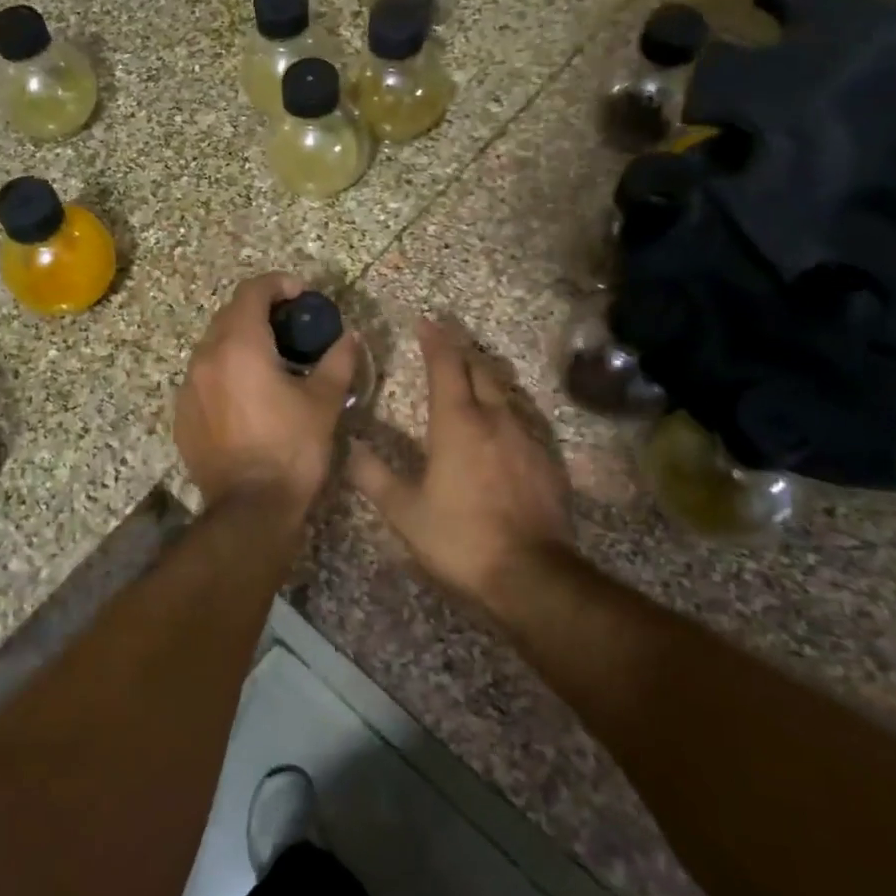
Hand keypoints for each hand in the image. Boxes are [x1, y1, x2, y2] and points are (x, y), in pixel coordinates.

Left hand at [175, 273, 359, 513]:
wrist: (250, 507)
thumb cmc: (292, 449)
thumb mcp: (324, 403)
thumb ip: (338, 360)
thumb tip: (349, 337)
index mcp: (240, 346)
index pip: (252, 291)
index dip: (279, 285)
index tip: (302, 296)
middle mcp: (206, 358)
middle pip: (230, 315)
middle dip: (261, 313)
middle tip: (291, 329)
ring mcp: (188, 387)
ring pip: (213, 347)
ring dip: (241, 343)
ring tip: (270, 363)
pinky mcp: (182, 415)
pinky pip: (203, 378)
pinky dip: (225, 373)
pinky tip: (247, 396)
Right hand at [349, 318, 572, 616]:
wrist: (531, 574)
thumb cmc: (460, 538)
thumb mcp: (405, 512)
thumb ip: (374, 477)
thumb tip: (350, 448)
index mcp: (458, 424)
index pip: (446, 367)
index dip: (435, 341)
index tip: (426, 321)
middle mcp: (495, 420)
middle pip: (481, 370)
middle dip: (462, 350)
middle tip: (447, 338)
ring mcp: (526, 438)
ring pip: (505, 392)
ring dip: (486, 375)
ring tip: (472, 371)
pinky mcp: (546, 461)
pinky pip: (523, 419)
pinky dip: (505, 407)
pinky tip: (501, 421)